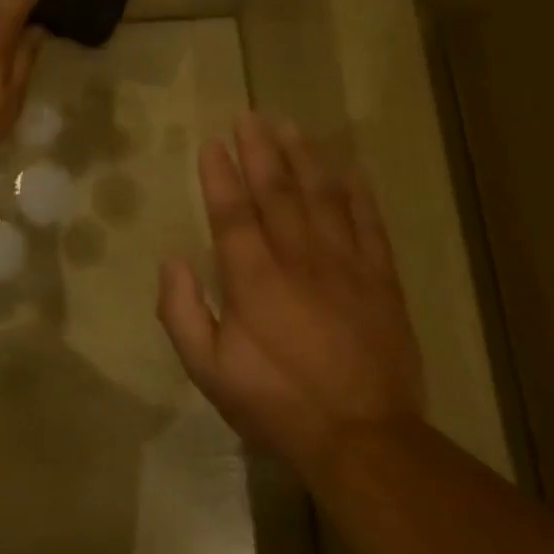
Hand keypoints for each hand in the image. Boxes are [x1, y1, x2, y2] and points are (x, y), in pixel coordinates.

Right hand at [156, 112, 424, 477]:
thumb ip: (182, 312)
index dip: (220, 175)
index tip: (212, 142)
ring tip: (291, 125)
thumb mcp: (207, 369)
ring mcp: (346, 265)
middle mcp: (299, 258)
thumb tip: (173, 262)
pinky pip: (369, 223)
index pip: (233, 212)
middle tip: (250, 116)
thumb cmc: (274, 403)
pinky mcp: (381, 280)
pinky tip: (351, 167)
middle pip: (278, 192)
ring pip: (324, 197)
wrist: (362, 437)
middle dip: (260, 150)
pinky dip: (359, 192)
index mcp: (253, 279)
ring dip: (305, 157)